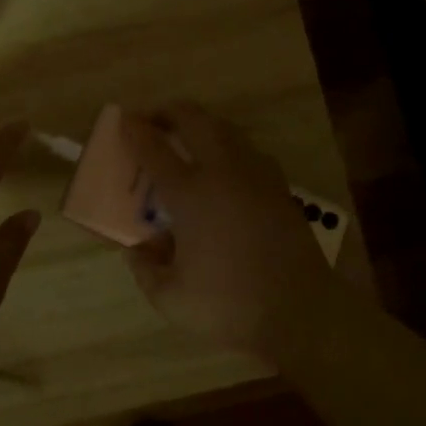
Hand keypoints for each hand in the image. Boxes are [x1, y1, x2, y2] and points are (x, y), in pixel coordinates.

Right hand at [120, 103, 336, 360]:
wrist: (301, 313)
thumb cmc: (230, 305)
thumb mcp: (171, 299)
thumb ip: (146, 270)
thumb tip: (137, 249)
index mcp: (191, 195)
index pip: (154, 149)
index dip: (135, 131)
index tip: (124, 120)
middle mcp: (223, 173)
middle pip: (194, 120)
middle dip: (169, 112)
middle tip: (153, 121)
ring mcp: (256, 176)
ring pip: (225, 128)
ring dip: (200, 124)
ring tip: (186, 137)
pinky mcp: (279, 187)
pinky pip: (248, 150)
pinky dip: (228, 145)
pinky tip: (223, 167)